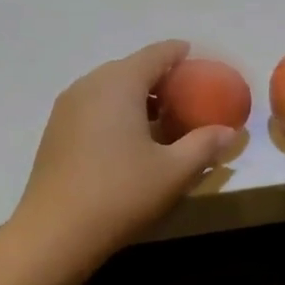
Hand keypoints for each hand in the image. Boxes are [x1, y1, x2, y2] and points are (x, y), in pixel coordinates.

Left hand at [10, 42, 238, 271]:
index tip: (197, 57)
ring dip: (136, 97)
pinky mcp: (55, 131)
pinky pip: (93, 107)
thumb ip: (204, 145)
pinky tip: (128, 140)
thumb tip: (229, 132)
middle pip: (130, 68)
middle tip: (185, 96)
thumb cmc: (121, 194)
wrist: (55, 232)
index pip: (155, 54)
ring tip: (160, 120)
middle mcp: (89, 85)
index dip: (179, 53)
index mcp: (119, 83)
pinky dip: (115, 112)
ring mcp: (66, 107)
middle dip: (159, 78)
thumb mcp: (174, 172)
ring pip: (108, 89)